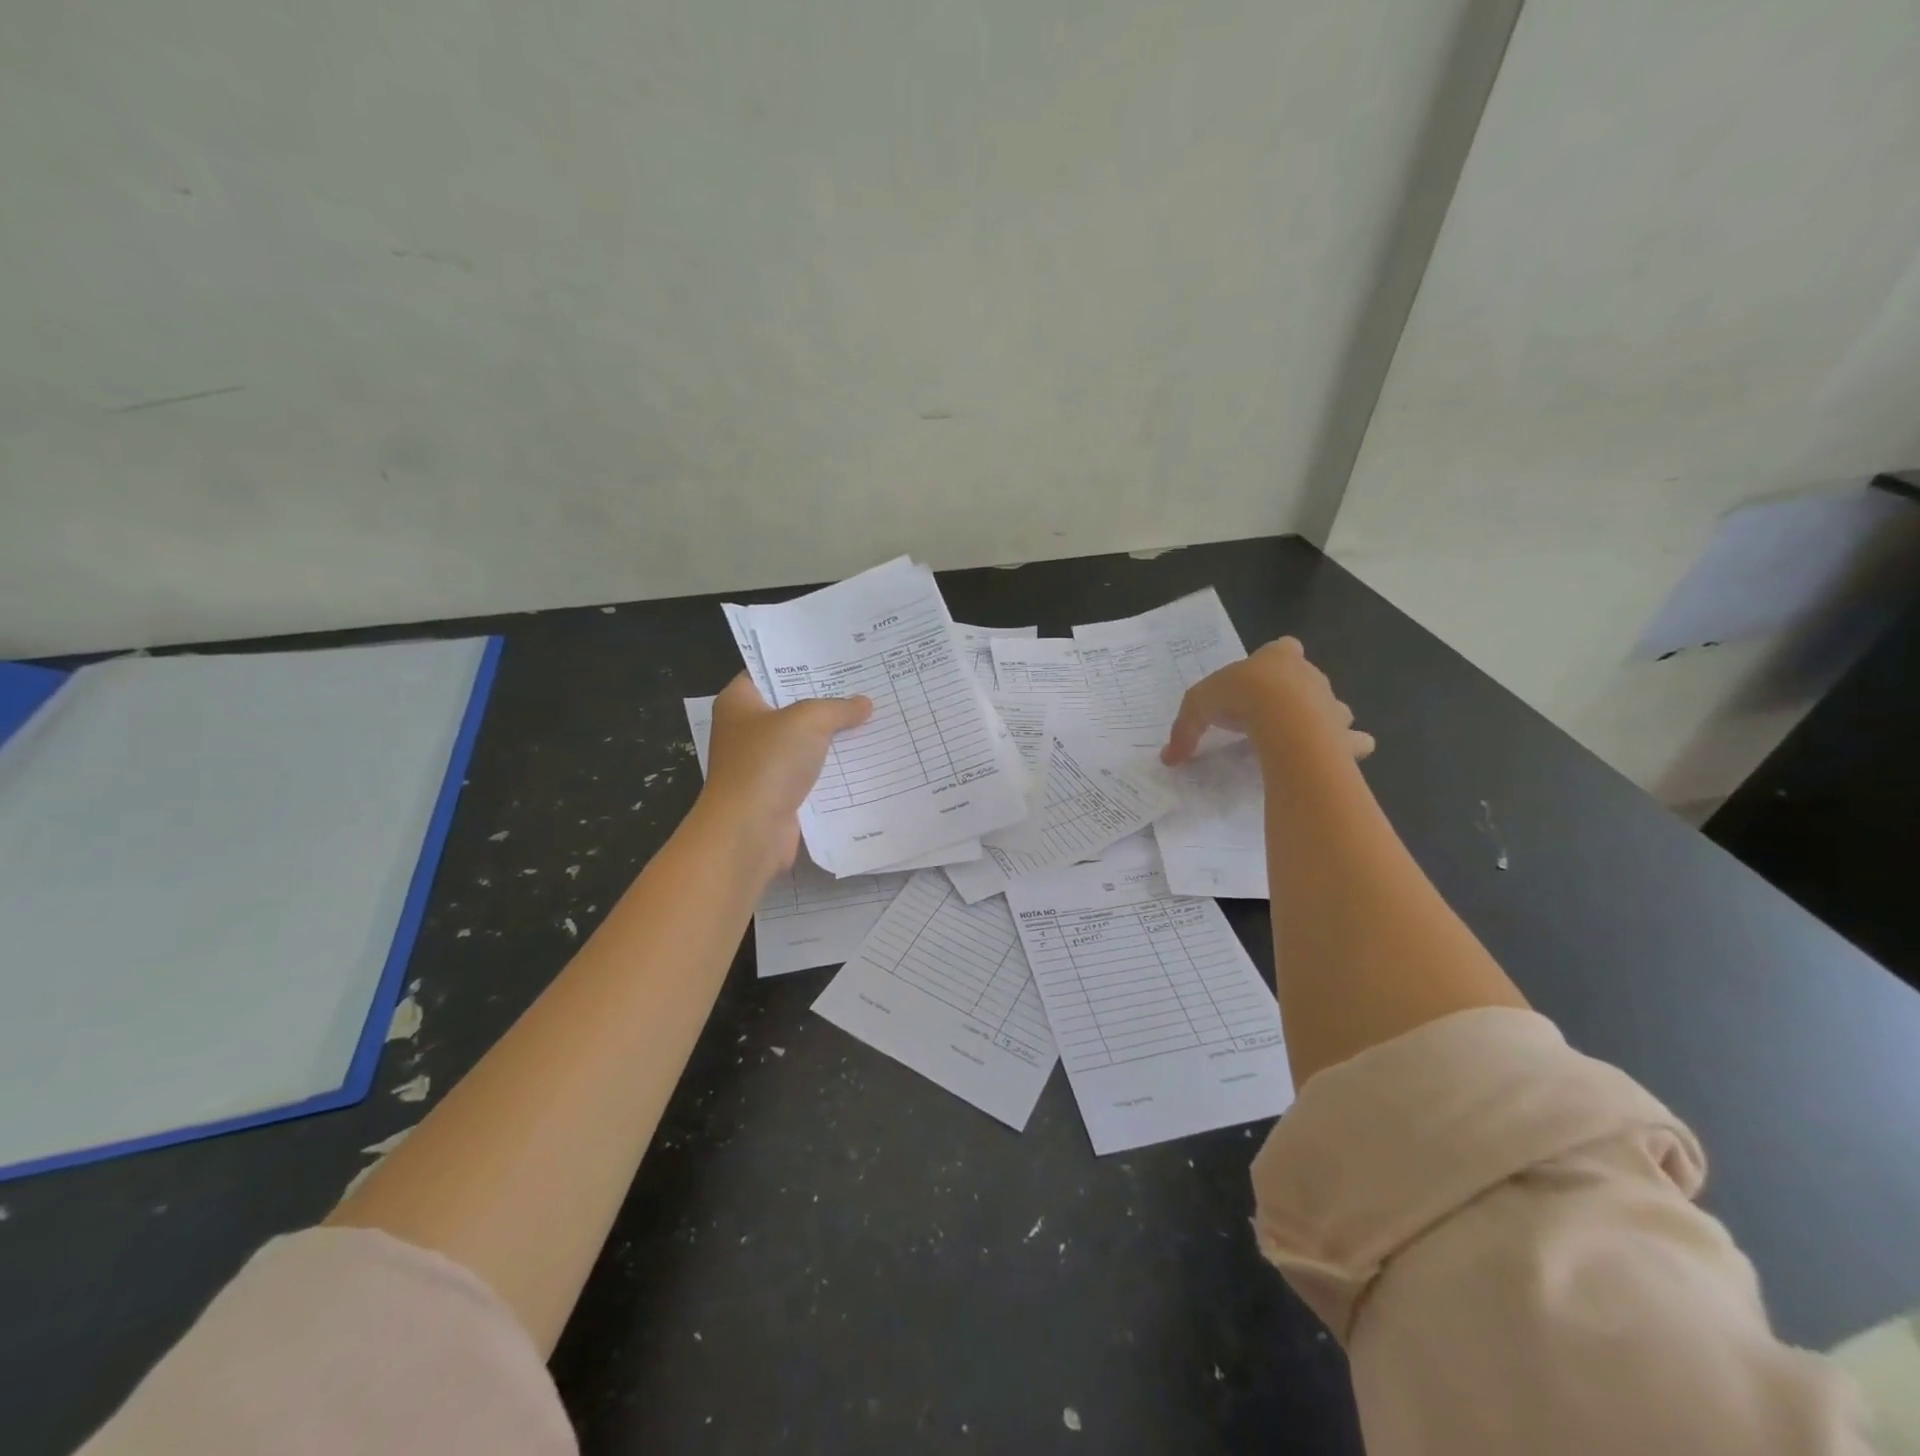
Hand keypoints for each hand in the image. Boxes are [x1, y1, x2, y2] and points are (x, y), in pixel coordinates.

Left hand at [699, 673, 871, 870]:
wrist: (750, 830)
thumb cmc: (768, 763)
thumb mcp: (808, 720)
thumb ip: (837, 707)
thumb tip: (864, 703)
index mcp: (739, 702)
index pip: (769, 671)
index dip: (801, 663)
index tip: (837, 657)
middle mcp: (747, 730)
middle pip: (792, 707)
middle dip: (827, 700)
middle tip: (866, 684)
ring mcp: (763, 763)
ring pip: (806, 742)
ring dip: (835, 736)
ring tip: (875, 717)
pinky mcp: (780, 792)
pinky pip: (813, 772)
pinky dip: (835, 768)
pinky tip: (866, 756)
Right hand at [1161, 637, 1373, 765]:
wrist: (1285, 719)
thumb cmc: (1241, 697)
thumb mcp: (1198, 706)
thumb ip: (1185, 729)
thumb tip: (1168, 757)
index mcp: (1279, 657)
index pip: (1282, 648)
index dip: (1273, 662)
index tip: (1258, 682)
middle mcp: (1311, 676)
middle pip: (1307, 680)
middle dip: (1296, 695)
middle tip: (1270, 718)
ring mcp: (1333, 705)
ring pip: (1333, 709)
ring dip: (1322, 721)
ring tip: (1299, 740)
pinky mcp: (1345, 736)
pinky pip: (1353, 742)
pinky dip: (1347, 749)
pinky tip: (1331, 760)